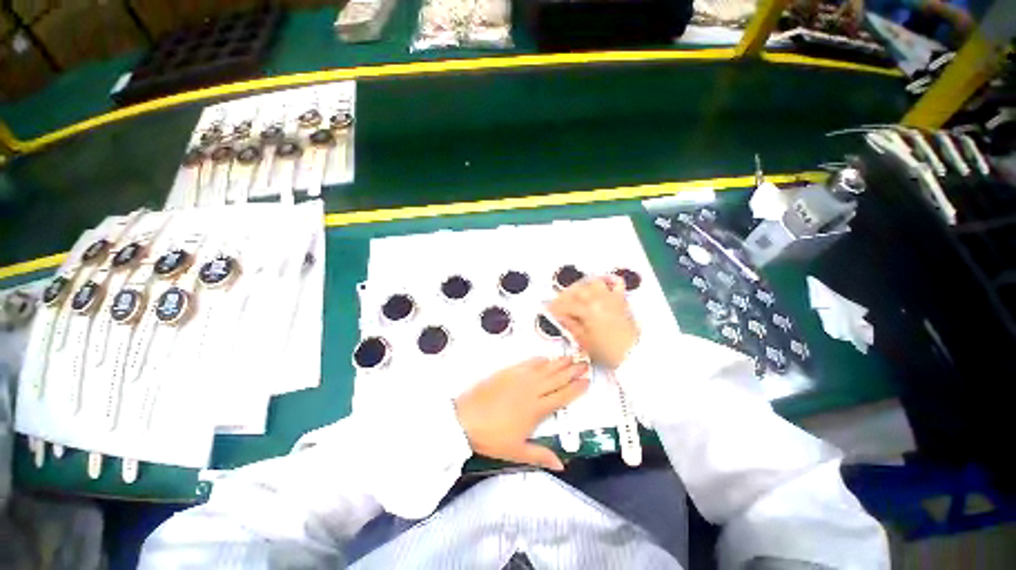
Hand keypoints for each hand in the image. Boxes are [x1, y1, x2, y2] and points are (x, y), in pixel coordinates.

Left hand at [455, 357, 588, 470]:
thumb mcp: (517, 451)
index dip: (576, 388)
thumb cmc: (492, 437)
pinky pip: (527, 363)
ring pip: (544, 368)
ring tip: (570, 357)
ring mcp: (519, 378)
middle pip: (557, 378)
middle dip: (572, 371)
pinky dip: (538, 360)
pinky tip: (544, 358)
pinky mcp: (508, 372)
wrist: (466, 418)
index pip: (562, 396)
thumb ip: (540, 455)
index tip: (587, 381)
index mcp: (537, 409)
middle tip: (584, 363)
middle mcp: (532, 390)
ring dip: (559, 362)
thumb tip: (562, 465)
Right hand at [548, 275, 638, 368]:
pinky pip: (616, 282)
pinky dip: (608, 279)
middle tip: (560, 302)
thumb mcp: (584, 341)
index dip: (555, 306)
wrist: (633, 354)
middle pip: (577, 290)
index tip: (549, 309)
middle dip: (565, 295)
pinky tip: (601, 282)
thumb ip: (571, 325)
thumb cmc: (610, 351)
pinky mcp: (621, 300)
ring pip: (592, 282)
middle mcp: (599, 300)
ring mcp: (611, 298)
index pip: (566, 304)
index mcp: (588, 311)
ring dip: (582, 285)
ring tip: (576, 292)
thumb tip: (561, 317)